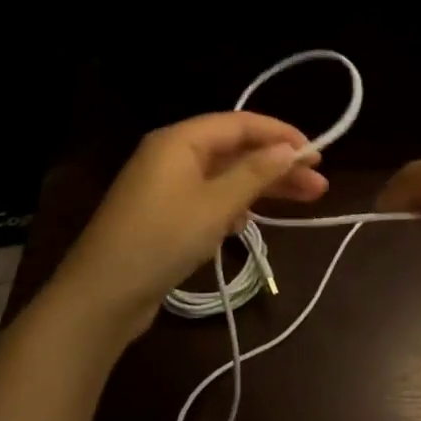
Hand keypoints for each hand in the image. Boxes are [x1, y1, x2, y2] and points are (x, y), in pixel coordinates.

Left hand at [46, 112, 327, 347]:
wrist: (101, 297)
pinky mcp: (165, 215)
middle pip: (235, 150)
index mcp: (179, 140)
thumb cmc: (161, 240)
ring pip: (225, 176)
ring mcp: (166, 186)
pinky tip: (254, 220)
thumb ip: (255, 173)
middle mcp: (172, 155)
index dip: (280, 135)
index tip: (316, 153)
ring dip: (262, 186)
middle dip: (277, 165)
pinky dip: (236, 204)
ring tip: (305, 200)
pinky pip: (210, 198)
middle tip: (319, 184)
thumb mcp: (215, 205)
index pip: (240, 123)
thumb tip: (289, 148)